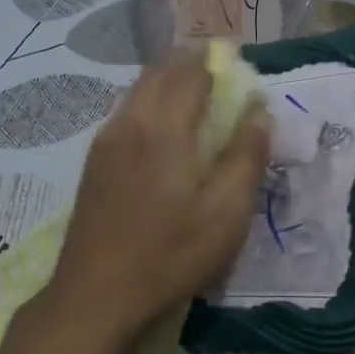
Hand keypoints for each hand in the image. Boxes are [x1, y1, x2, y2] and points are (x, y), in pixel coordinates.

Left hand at [47, 49, 270, 342]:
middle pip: (161, 70)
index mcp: (165, 127)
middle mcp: (131, 120)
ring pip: (139, 88)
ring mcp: (106, 139)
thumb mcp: (225, 214)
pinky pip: (126, 111)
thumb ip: (246, 156)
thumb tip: (260, 109)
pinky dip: (150, 102)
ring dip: (169, 81)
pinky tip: (163, 131)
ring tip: (196, 99)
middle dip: (192, 63)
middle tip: (221, 77)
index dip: (218, 59)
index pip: (192, 69)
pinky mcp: (94, 160)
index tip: (240, 62)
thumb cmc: (170, 255)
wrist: (95, 294)